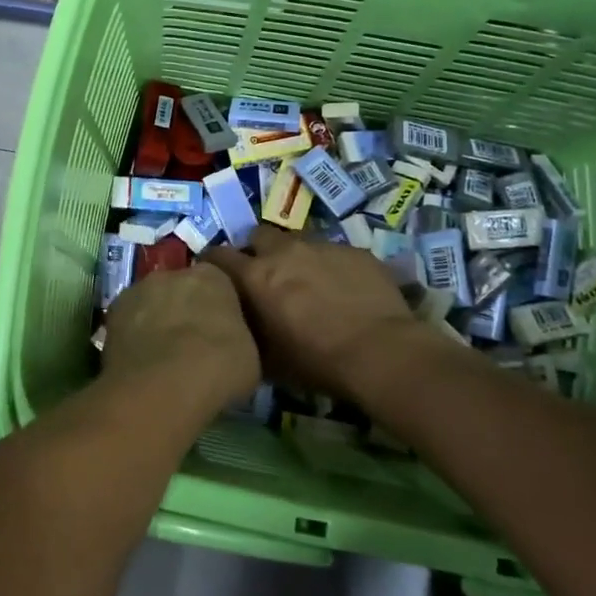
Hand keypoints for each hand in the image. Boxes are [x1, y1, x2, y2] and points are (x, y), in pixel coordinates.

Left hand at [104, 264, 259, 412]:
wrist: (165, 384)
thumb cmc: (219, 365)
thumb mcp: (250, 355)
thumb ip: (238, 337)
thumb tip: (230, 343)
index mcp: (213, 276)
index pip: (218, 283)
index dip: (219, 308)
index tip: (221, 332)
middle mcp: (173, 273)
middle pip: (181, 289)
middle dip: (185, 310)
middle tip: (191, 345)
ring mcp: (138, 289)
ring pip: (151, 303)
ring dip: (156, 321)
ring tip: (162, 358)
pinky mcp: (112, 313)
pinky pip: (129, 322)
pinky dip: (133, 336)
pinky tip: (140, 363)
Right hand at [204, 227, 420, 399]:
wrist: (381, 352)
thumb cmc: (318, 361)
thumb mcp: (270, 359)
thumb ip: (250, 332)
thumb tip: (241, 327)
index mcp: (256, 276)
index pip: (218, 255)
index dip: (214, 262)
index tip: (215, 274)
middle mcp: (284, 251)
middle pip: (259, 235)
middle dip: (258, 250)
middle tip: (266, 274)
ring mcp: (322, 246)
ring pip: (298, 240)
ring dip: (295, 256)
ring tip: (308, 281)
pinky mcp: (355, 249)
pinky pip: (333, 252)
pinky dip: (330, 266)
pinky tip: (343, 289)